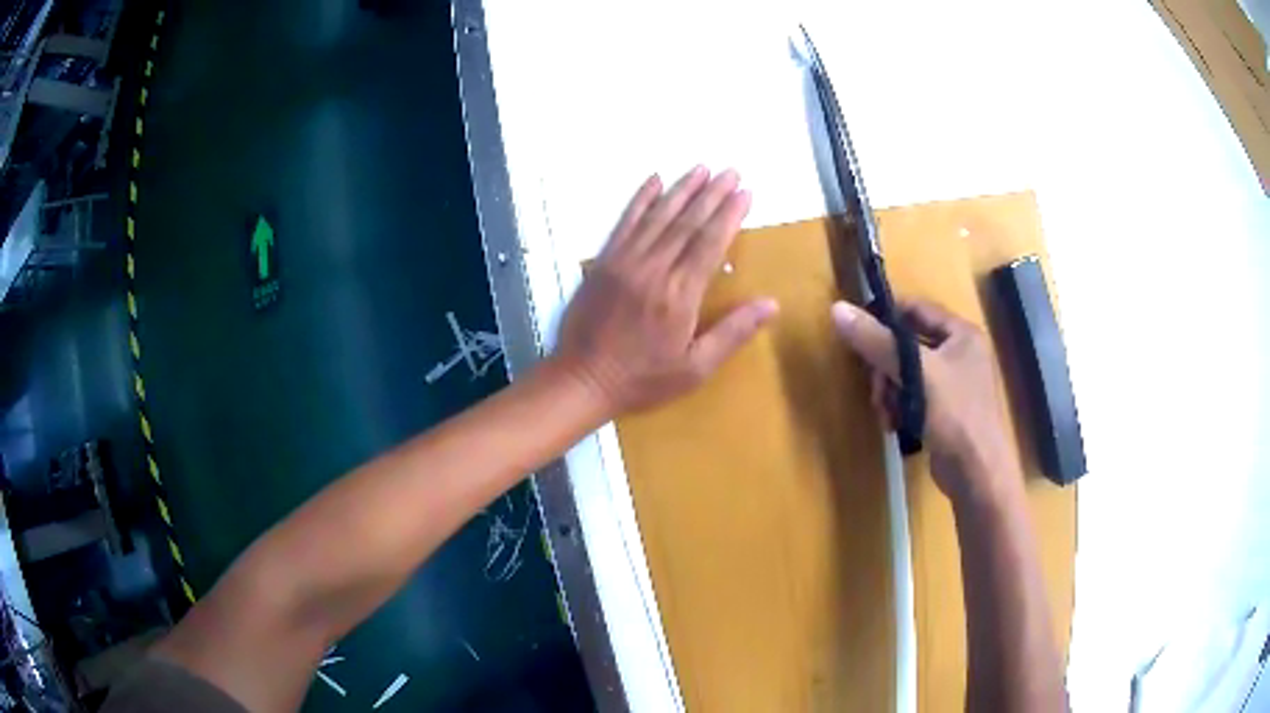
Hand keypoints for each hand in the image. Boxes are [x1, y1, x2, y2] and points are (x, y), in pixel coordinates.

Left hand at [553, 167, 778, 416]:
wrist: (583, 380)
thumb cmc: (643, 379)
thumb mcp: (695, 368)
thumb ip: (733, 332)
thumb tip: (771, 304)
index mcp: (680, 295)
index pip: (710, 242)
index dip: (730, 214)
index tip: (745, 192)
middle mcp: (654, 269)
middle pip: (688, 222)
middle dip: (712, 194)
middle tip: (731, 170)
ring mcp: (625, 261)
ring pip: (658, 216)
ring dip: (682, 189)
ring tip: (701, 168)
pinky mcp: (604, 261)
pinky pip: (625, 223)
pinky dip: (640, 200)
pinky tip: (654, 180)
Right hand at [832, 299, 1018, 506]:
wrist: (977, 474)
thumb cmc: (955, 415)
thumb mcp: (916, 373)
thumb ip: (877, 341)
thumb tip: (838, 310)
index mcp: (962, 334)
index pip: (916, 309)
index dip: (885, 318)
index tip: (858, 334)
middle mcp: (960, 353)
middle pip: (908, 345)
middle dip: (886, 368)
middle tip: (876, 388)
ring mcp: (954, 384)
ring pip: (907, 373)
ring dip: (890, 391)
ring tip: (886, 413)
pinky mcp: (945, 411)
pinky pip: (913, 396)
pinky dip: (899, 407)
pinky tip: (894, 424)